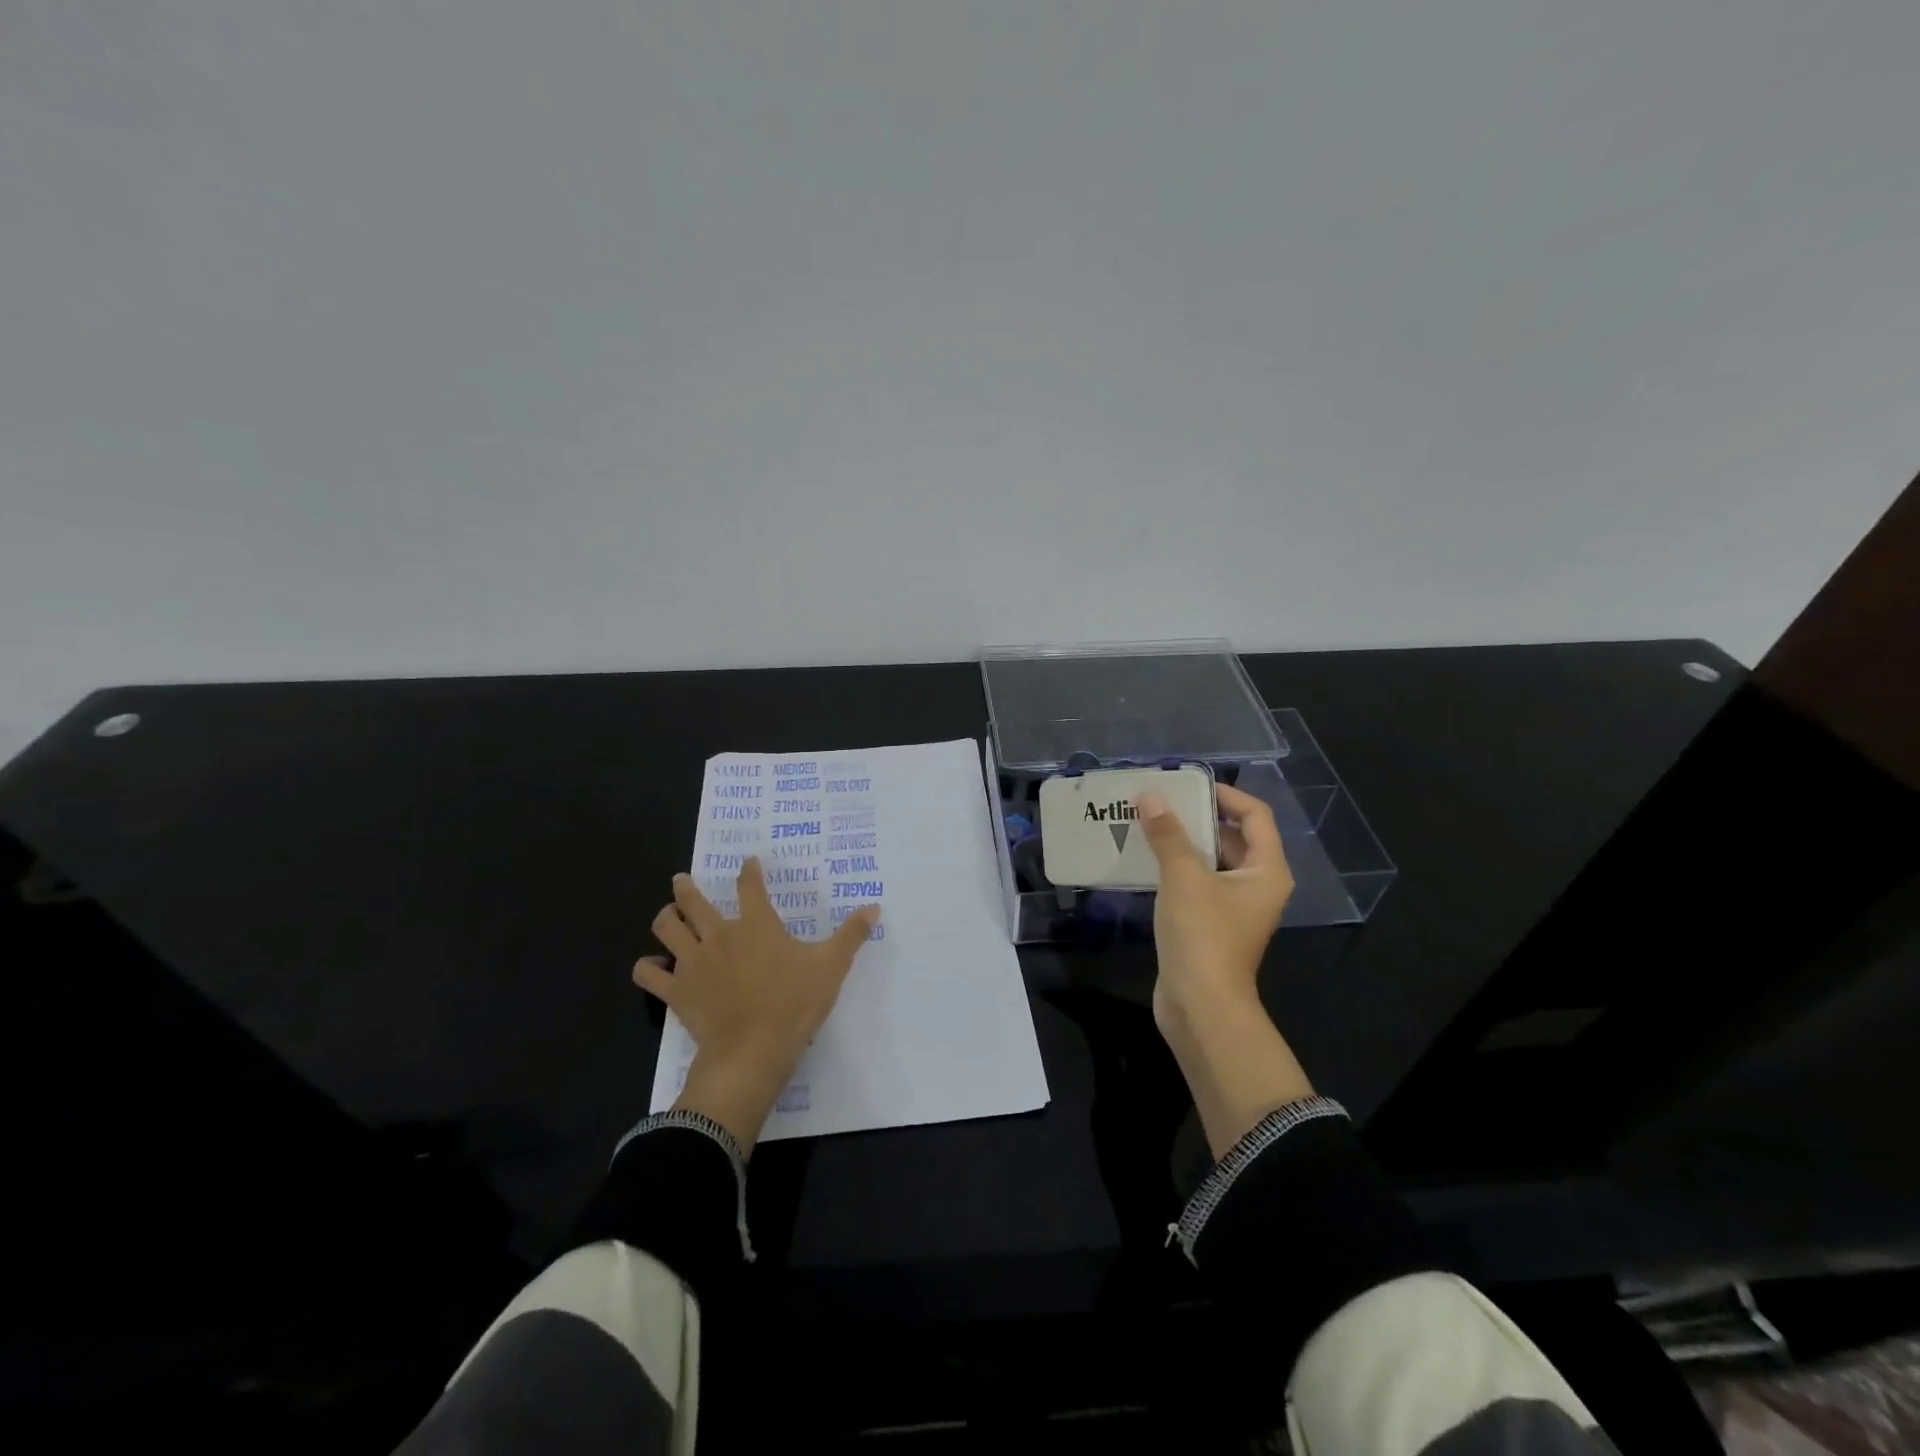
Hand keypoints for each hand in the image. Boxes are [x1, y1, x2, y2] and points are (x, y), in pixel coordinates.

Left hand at [634, 858, 878, 1151]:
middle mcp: (719, 935)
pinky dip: (647, 969)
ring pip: (666, 929)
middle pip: (693, 901)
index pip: (750, 885)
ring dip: (665, 918)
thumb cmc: (794, 1004)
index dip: (749, 870)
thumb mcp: (832, 966)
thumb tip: (874, 908)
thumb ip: (851, 935)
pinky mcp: (677, 992)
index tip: (749, 862)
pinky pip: (649, 975)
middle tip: (682, 879)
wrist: (753, 1051)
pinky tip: (652, 968)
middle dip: (686, 887)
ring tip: (667, 914)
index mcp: (756, 924)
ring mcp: (693, 963)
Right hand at [1138, 782, 1294, 1033]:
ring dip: (1183, 843)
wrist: (1201, 1006)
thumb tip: (1150, 797)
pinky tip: (1145, 860)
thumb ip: (1168, 835)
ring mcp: (1234, 908)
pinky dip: (1176, 868)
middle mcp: (1257, 885)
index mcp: (1267, 870)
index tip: (1188, 786)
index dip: (1225, 795)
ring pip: (1211, 862)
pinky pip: (1197, 884)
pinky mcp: (1211, 925)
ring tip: (1148, 824)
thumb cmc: (1203, 935)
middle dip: (1199, 817)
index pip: (1255, 816)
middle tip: (1162, 802)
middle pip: (1233, 837)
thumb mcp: (1184, 877)